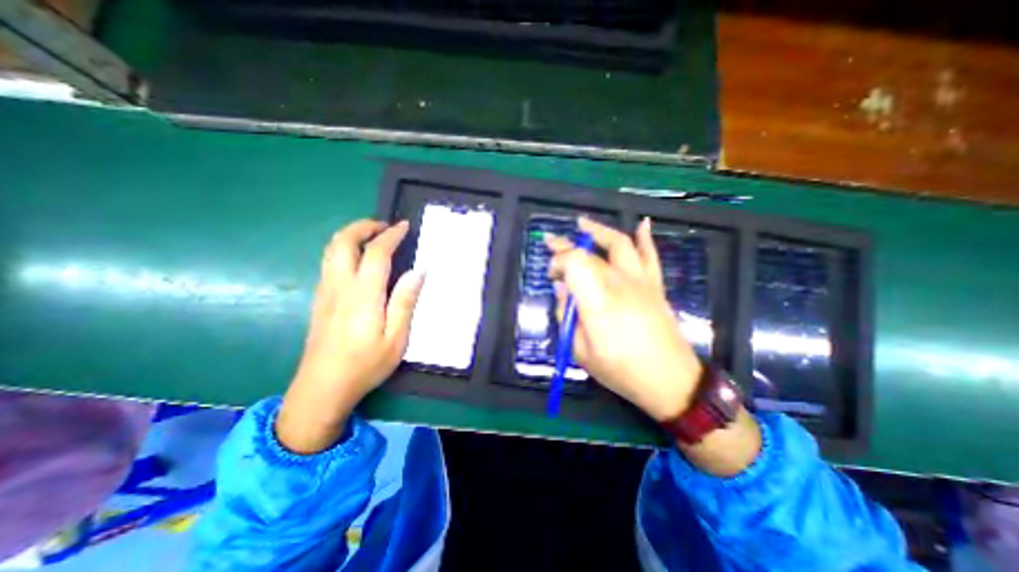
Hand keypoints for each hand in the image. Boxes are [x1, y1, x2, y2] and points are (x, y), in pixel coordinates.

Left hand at [276, 219, 421, 455]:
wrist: (321, 388)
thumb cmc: (365, 365)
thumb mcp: (396, 338)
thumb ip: (405, 302)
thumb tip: (418, 272)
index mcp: (363, 294)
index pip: (376, 253)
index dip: (391, 235)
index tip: (404, 226)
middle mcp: (340, 286)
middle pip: (343, 241)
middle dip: (363, 226)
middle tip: (384, 226)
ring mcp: (325, 291)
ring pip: (331, 250)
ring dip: (351, 235)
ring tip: (372, 237)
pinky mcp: (319, 299)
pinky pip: (328, 262)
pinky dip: (343, 249)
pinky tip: (358, 260)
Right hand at [545, 216, 706, 420]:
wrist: (671, 381)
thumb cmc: (621, 371)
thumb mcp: (581, 352)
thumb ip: (567, 316)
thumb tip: (561, 289)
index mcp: (598, 302)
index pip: (574, 262)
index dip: (558, 260)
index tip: (551, 275)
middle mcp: (619, 284)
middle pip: (590, 253)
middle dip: (566, 247)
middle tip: (550, 242)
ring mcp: (640, 282)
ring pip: (619, 244)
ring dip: (598, 230)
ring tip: (582, 223)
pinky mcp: (655, 286)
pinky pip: (650, 255)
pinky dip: (645, 237)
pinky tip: (642, 223)